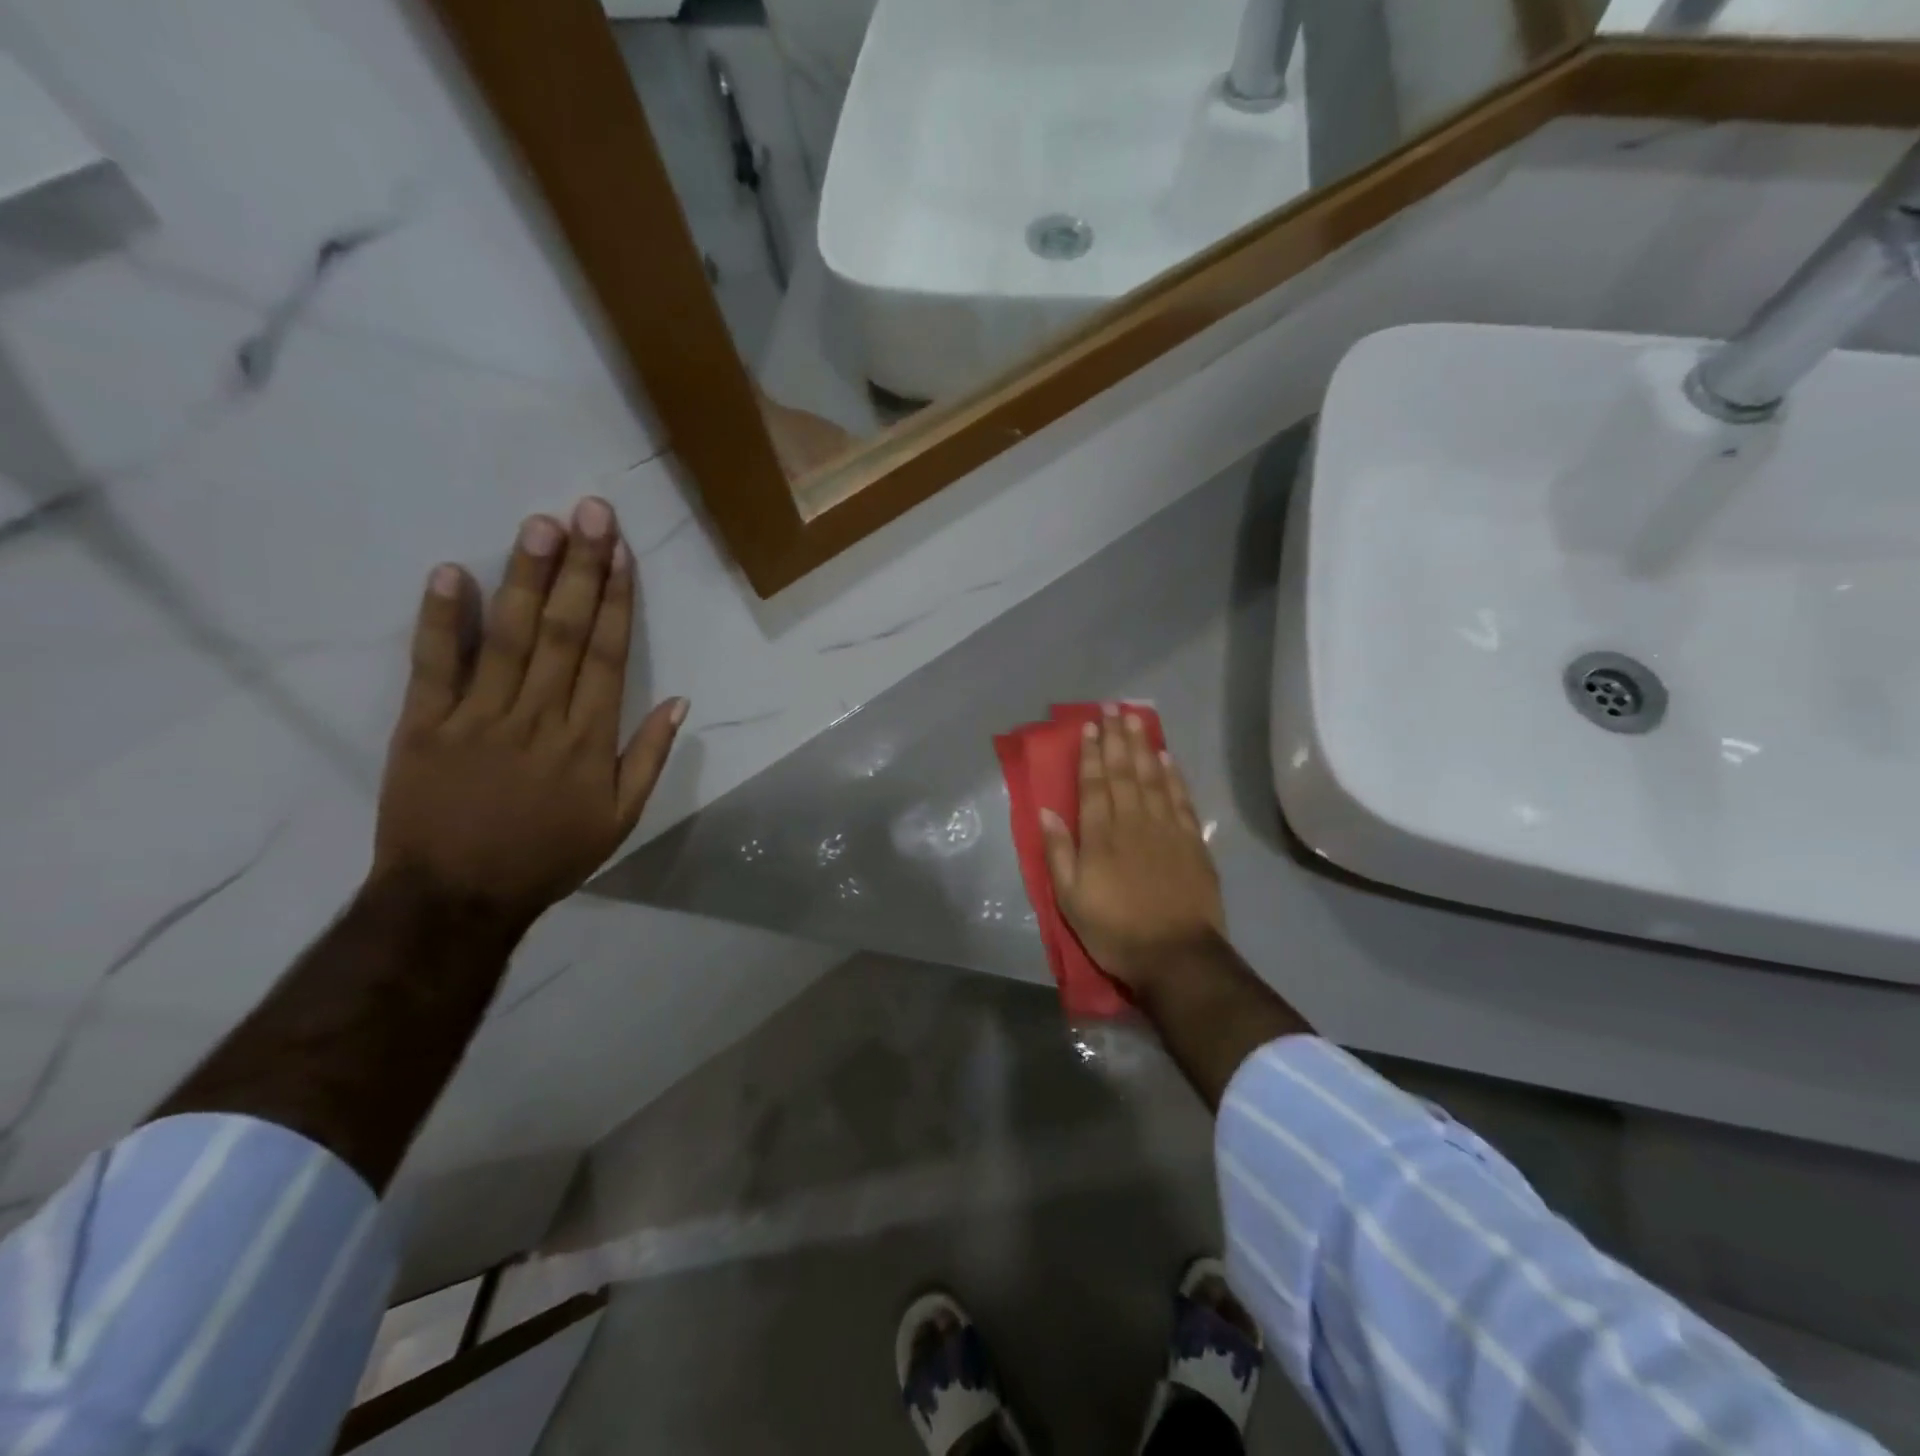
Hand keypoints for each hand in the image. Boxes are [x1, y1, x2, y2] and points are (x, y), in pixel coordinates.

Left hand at [370, 496, 685, 928]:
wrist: (457, 898)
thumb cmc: (549, 856)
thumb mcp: (621, 819)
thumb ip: (649, 758)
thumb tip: (680, 703)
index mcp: (589, 740)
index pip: (610, 656)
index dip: (618, 600)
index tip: (622, 552)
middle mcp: (540, 717)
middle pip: (566, 632)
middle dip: (581, 569)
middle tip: (589, 512)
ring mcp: (479, 717)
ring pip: (510, 638)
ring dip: (528, 579)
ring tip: (541, 525)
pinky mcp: (424, 725)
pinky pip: (434, 666)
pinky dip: (441, 620)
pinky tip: (452, 572)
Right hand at [1040, 711, 1224, 992]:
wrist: (1177, 956)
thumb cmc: (1115, 931)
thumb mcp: (1071, 899)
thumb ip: (1059, 852)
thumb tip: (1047, 811)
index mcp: (1100, 836)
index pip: (1094, 784)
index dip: (1090, 753)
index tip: (1089, 725)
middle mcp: (1132, 822)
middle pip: (1123, 771)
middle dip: (1116, 738)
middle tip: (1113, 707)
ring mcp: (1165, 829)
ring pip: (1152, 777)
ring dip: (1142, 746)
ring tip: (1136, 719)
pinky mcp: (1191, 841)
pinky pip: (1180, 798)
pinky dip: (1173, 775)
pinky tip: (1167, 757)